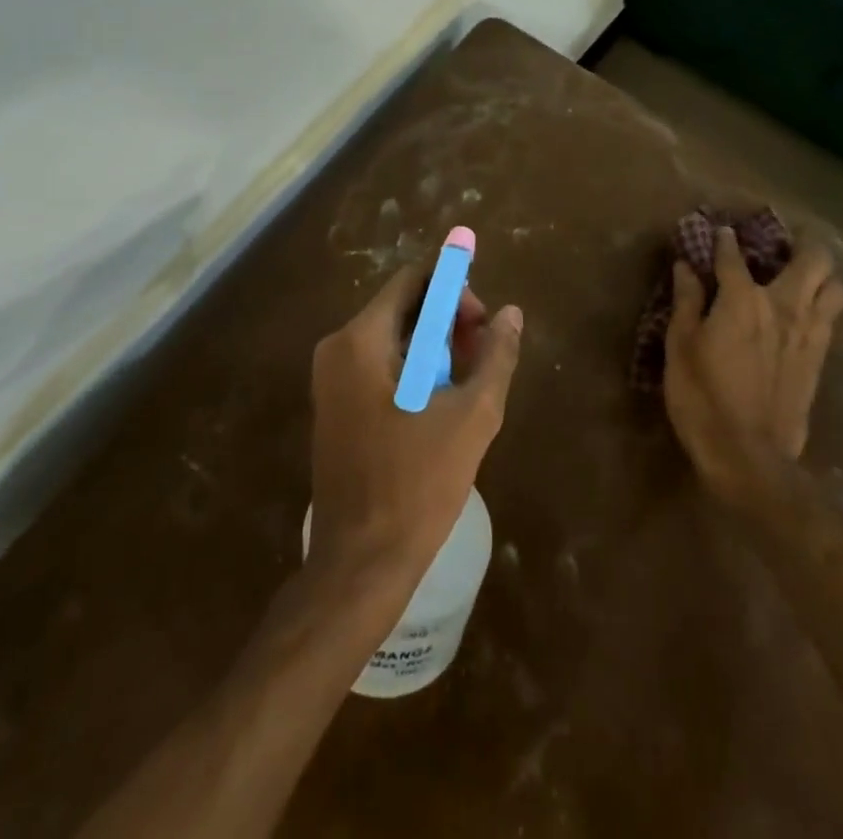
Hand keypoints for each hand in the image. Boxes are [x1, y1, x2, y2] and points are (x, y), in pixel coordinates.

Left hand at [308, 264, 523, 587]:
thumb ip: (495, 356)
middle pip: (403, 306)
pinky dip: (414, 370)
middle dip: (448, 321)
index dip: (455, 287)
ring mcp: (331, 379)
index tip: (484, 320)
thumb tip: (512, 313)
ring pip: (394, 337)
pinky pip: (381, 365)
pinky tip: (440, 405)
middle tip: (482, 356)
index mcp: (361, 339)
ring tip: (467, 386)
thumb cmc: (417, 484)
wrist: (361, 563)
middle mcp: (338, 348)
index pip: (414, 280)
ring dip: (435, 348)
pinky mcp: (335, 406)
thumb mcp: (472, 416)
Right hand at [664, 226, 842, 509]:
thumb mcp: (680, 347)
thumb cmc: (702, 397)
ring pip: (835, 287)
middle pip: (813, 260)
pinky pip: (832, 319)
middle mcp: (784, 306)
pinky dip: (823, 305)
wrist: (748, 455)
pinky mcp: (820, 359)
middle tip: (785, 244)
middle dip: (802, 244)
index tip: (721, 232)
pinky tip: (806, 313)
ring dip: (823, 275)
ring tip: (804, 276)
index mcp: (743, 300)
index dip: (725, 241)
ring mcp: (809, 333)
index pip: (733, 257)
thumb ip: (687, 302)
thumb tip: (686, 267)